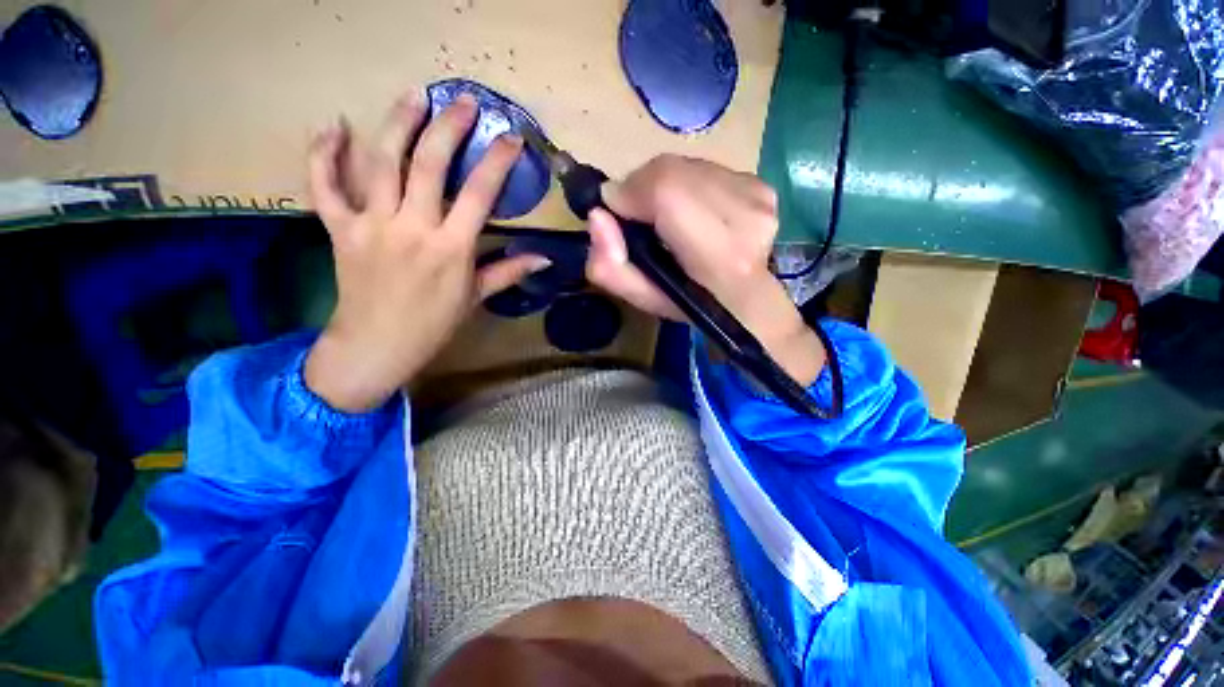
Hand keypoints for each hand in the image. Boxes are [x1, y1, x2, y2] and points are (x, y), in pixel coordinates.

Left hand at [304, 91, 548, 411]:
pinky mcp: (339, 229)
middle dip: (449, 127)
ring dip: (398, 122)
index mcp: (451, 249)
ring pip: (380, 162)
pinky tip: (332, 126)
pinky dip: (322, 154)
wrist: (377, 346)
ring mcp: (371, 225)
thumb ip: (508, 271)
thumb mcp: (476, 298)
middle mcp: (411, 228)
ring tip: (415, 95)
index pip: (479, 194)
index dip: (497, 161)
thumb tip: (544, 258)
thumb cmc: (434, 325)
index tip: (511, 138)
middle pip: (428, 163)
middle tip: (464, 101)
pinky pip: (324, 186)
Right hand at [585, 155, 825, 385]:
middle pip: (673, 171)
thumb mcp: (642, 299)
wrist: (745, 299)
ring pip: (687, 165)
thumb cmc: (690, 304)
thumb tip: (597, 217)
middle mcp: (745, 216)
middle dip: (643, 188)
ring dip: (665, 185)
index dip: (630, 192)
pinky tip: (692, 211)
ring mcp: (758, 195)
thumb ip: (609, 267)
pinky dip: (688, 184)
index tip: (616, 210)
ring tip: (666, 217)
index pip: (665, 190)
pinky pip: (707, 168)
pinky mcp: (762, 185)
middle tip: (638, 215)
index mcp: (719, 255)